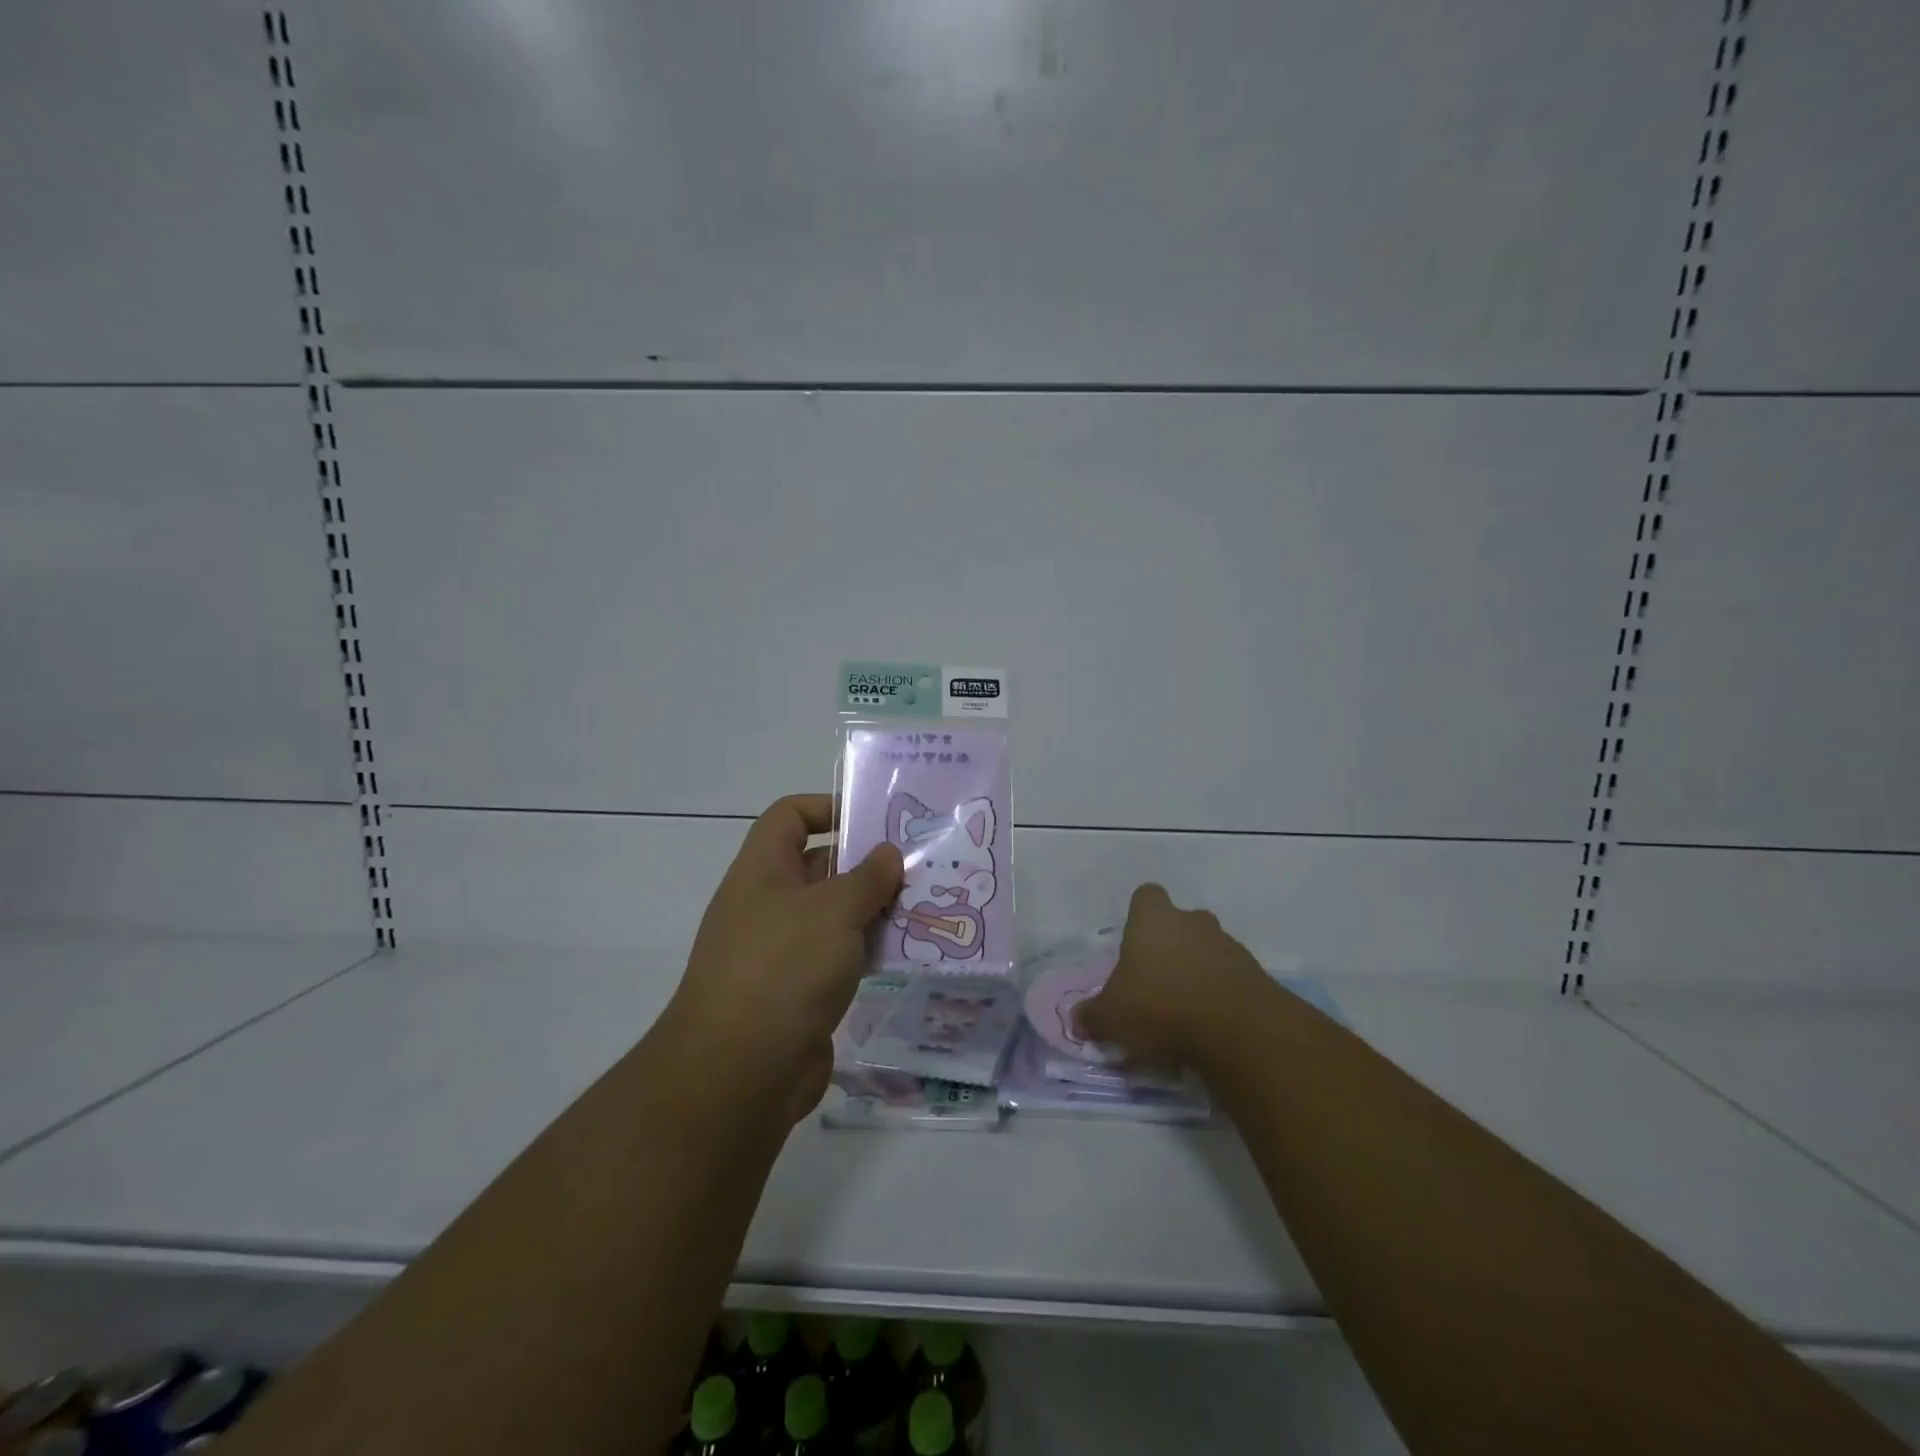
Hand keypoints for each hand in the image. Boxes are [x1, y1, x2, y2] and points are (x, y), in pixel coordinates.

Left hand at [668, 794, 902, 1119]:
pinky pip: (839, 956)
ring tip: (926, 905)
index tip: (875, 819)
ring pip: (834, 914)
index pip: (789, 816)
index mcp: (762, 871)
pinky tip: (907, 952)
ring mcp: (782, 950)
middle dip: (866, 863)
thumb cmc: (783, 969)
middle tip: (919, 863)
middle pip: (820, 865)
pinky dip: (868, 950)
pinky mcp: (799, 991)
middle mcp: (769, 904)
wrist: (740, 1073)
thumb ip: (867, 877)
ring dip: (874, 909)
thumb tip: (888, 853)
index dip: (827, 807)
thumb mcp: (833, 910)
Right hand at [1073, 883, 1265, 1072]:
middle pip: (1180, 923)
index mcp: (1153, 920)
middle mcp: (1192, 922)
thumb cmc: (1160, 1006)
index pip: (1146, 896)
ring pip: (1207, 950)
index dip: (1139, 915)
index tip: (1133, 942)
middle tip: (1156, 982)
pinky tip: (1209, 1026)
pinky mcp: (1255, 975)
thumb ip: (1092, 1016)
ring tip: (1183, 1012)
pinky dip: (1220, 995)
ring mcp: (1228, 945)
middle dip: (1170, 947)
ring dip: (1197, 972)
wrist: (1237, 1029)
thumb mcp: (1111, 1017)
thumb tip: (1077, 1021)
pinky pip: (1230, 978)